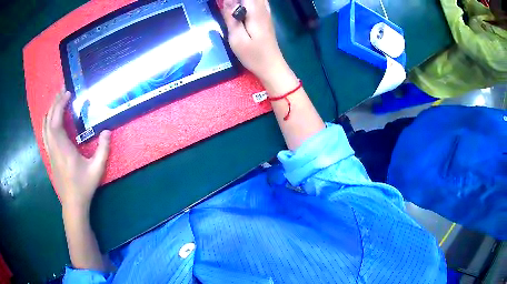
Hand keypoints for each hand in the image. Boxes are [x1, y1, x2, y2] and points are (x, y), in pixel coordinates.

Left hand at [42, 87, 110, 210]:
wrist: (72, 204)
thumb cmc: (84, 187)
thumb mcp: (97, 169)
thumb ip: (103, 149)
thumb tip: (108, 131)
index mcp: (63, 149)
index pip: (57, 121)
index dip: (60, 105)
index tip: (67, 93)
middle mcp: (54, 148)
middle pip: (49, 121)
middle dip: (55, 103)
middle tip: (63, 91)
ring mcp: (50, 152)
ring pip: (45, 127)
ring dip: (50, 111)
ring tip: (56, 101)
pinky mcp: (50, 156)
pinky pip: (45, 135)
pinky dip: (46, 122)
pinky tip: (49, 119)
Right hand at [220, 0, 295, 88]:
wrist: (272, 66)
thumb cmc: (253, 55)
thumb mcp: (237, 39)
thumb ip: (231, 18)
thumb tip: (226, 0)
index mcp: (255, 12)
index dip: (231, 0)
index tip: (223, 4)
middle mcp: (263, 8)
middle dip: (236, 0)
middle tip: (226, 7)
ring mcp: (266, 12)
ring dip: (241, 2)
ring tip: (230, 8)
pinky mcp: (265, 17)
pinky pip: (257, 2)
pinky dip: (246, 3)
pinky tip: (239, 9)